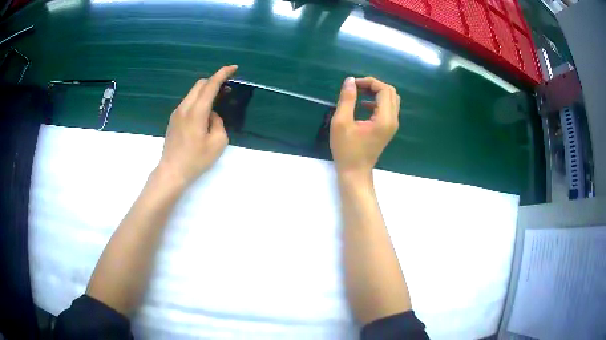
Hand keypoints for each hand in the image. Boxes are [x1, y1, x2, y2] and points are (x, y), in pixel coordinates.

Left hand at [157, 65, 237, 187]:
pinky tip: (204, 113)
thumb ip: (218, 123)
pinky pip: (188, 102)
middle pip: (200, 84)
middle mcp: (184, 108)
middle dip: (214, 81)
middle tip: (227, 88)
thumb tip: (212, 115)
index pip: (210, 85)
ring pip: (193, 92)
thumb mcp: (217, 143)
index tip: (233, 68)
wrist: (172, 171)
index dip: (222, 74)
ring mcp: (177, 113)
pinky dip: (198, 99)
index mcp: (196, 112)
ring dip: (206, 91)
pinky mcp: (173, 119)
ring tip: (217, 101)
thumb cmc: (196, 160)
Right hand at [330, 77, 399, 179]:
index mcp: (384, 119)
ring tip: (360, 93)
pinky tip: (364, 106)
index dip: (370, 82)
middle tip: (357, 87)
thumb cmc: (346, 149)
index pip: (385, 90)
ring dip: (377, 93)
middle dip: (374, 85)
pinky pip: (388, 108)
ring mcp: (392, 125)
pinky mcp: (388, 129)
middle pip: (391, 92)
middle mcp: (393, 120)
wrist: (355, 172)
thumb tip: (350, 80)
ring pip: (391, 100)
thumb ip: (347, 99)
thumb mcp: (341, 122)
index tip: (354, 84)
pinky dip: (378, 102)